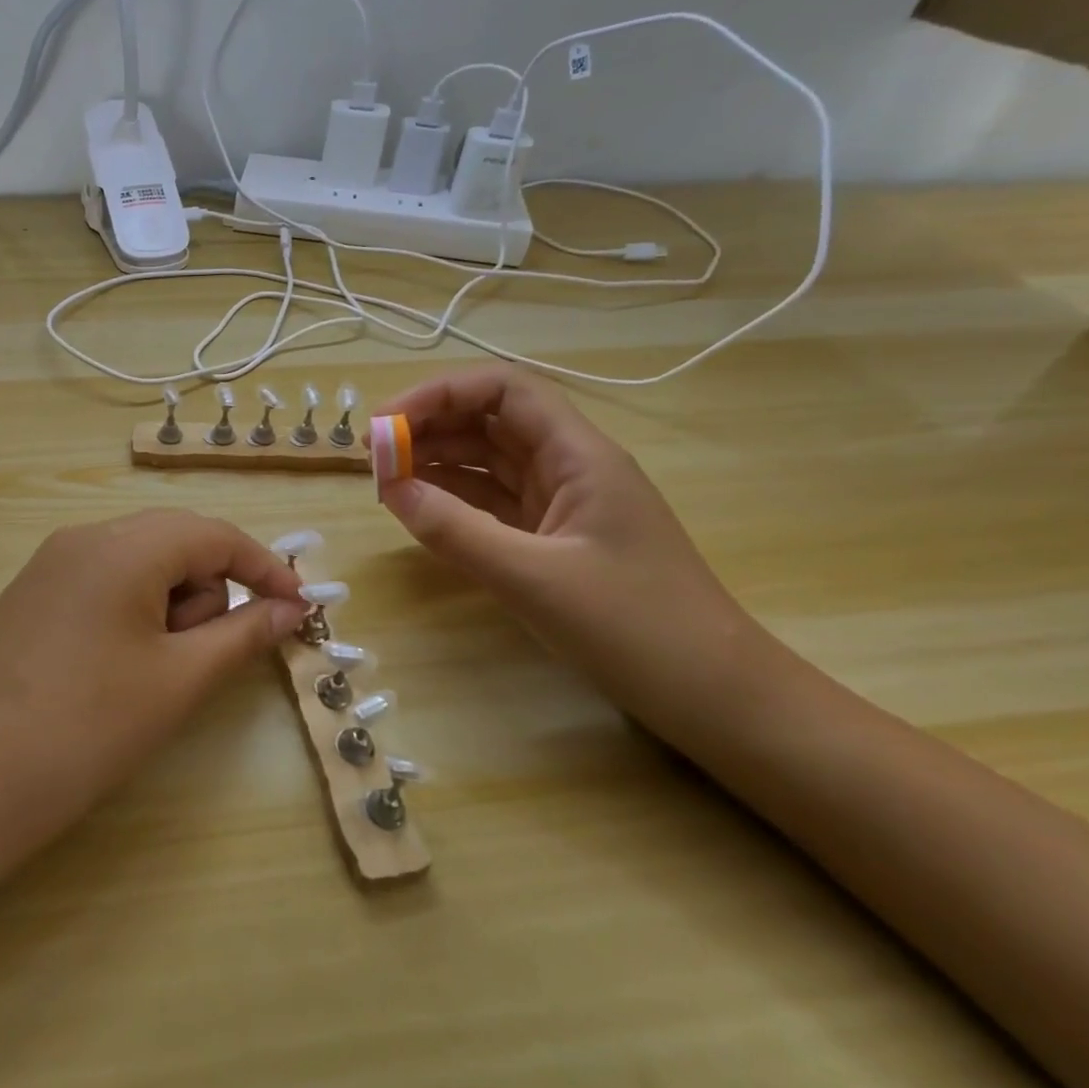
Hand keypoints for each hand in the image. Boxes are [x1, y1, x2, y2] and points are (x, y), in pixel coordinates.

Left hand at [0, 509, 308, 896]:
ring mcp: (50, 565)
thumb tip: (291, 609)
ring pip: (140, 565)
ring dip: (169, 608)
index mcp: (122, 545)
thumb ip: (243, 634)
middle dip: (208, 593)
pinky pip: (104, 585)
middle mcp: (83, 538)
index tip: (300, 610)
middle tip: (200, 660)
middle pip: (175, 543)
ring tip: (150, 677)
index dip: (264, 569)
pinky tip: (116, 671)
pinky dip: (133, 615)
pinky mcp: (31, 596)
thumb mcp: (178, 682)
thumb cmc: (85, 731)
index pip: (214, 534)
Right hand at [374, 367, 763, 714]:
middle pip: (489, 420)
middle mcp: (568, 466)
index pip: (503, 390)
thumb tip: (390, 489)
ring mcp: (561, 503)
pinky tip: (418, 506)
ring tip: (384, 477)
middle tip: (373, 453)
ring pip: (487, 461)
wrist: (715, 698)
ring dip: (435, 461)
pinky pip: (491, 502)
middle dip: (429, 426)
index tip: (387, 421)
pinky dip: (452, 498)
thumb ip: (456, 530)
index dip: (440, 393)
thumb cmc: (636, 628)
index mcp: (578, 455)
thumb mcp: (533, 578)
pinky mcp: (552, 538)